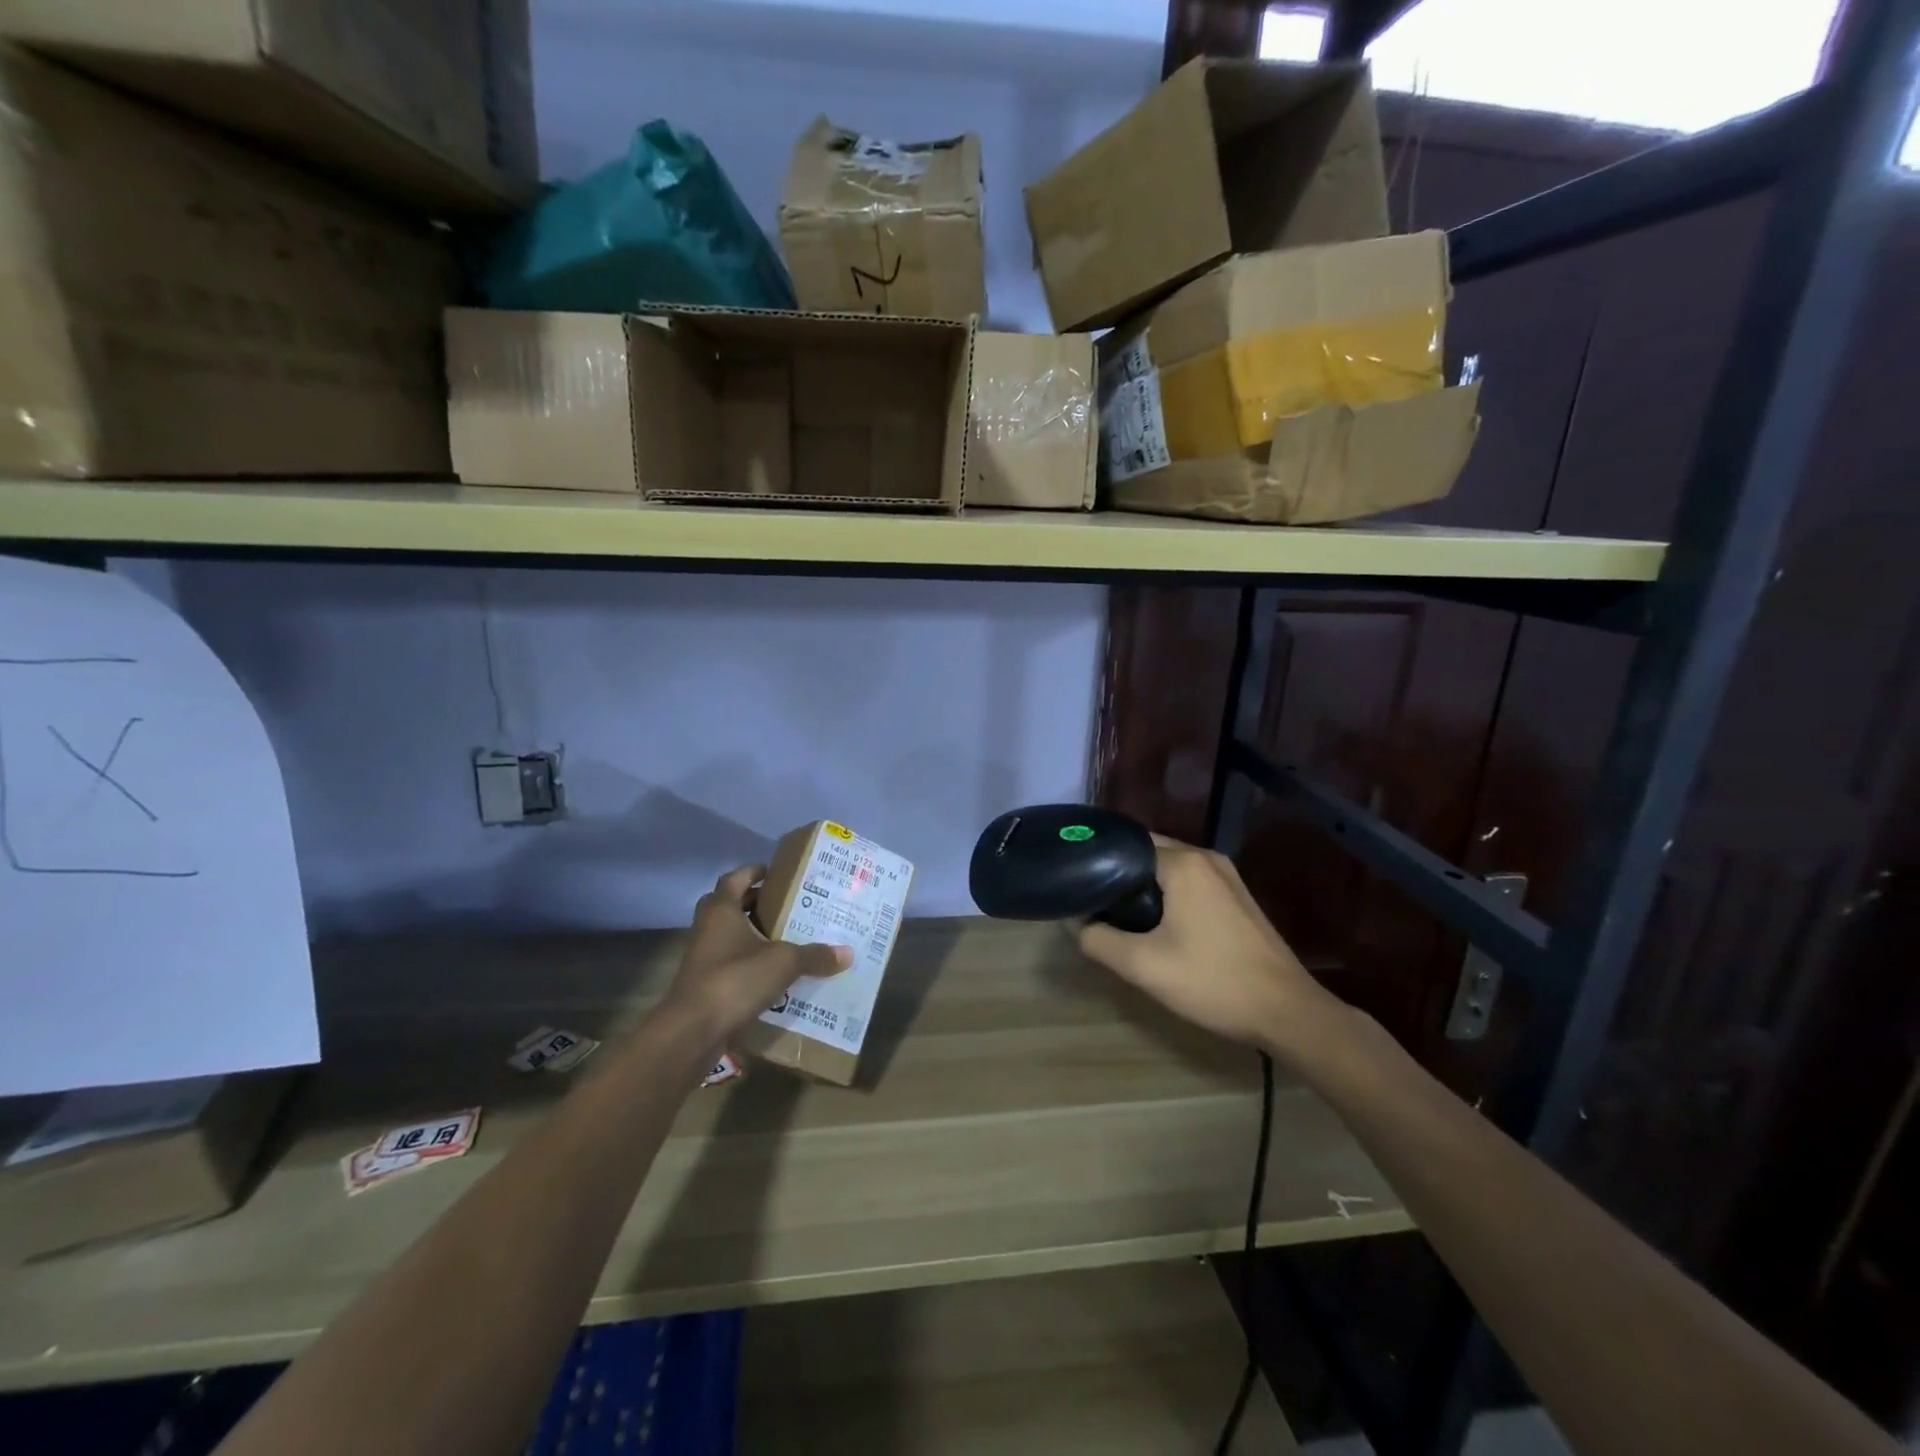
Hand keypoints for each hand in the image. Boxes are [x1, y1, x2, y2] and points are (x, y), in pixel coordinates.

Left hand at [661, 864, 851, 1046]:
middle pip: (730, 906)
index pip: (735, 878)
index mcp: (721, 910)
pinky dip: (750, 965)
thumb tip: (848, 953)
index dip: (753, 871)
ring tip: (788, 939)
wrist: (692, 1031)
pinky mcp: (704, 985)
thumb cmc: (735, 979)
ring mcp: (703, 958)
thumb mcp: (783, 962)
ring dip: (753, 936)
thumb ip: (814, 955)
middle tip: (787, 906)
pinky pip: (730, 965)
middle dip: (755, 904)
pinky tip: (775, 974)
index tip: (775, 872)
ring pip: (730, 937)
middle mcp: (708, 928)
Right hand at [1077, 836, 1328, 1050]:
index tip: (1077, 884)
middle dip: (1119, 875)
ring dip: (1143, 886)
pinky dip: (1167, 894)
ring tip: (1116, 914)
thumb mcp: (1143, 966)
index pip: (1126, 844)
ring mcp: (1226, 876)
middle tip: (1092, 903)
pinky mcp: (1236, 896)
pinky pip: (1189, 882)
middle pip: (1148, 853)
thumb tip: (1075, 922)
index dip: (1098, 862)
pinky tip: (1155, 924)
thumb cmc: (1213, 982)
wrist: (1287, 1012)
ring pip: (1169, 869)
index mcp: (1183, 863)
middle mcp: (1206, 858)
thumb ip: (1099, 940)